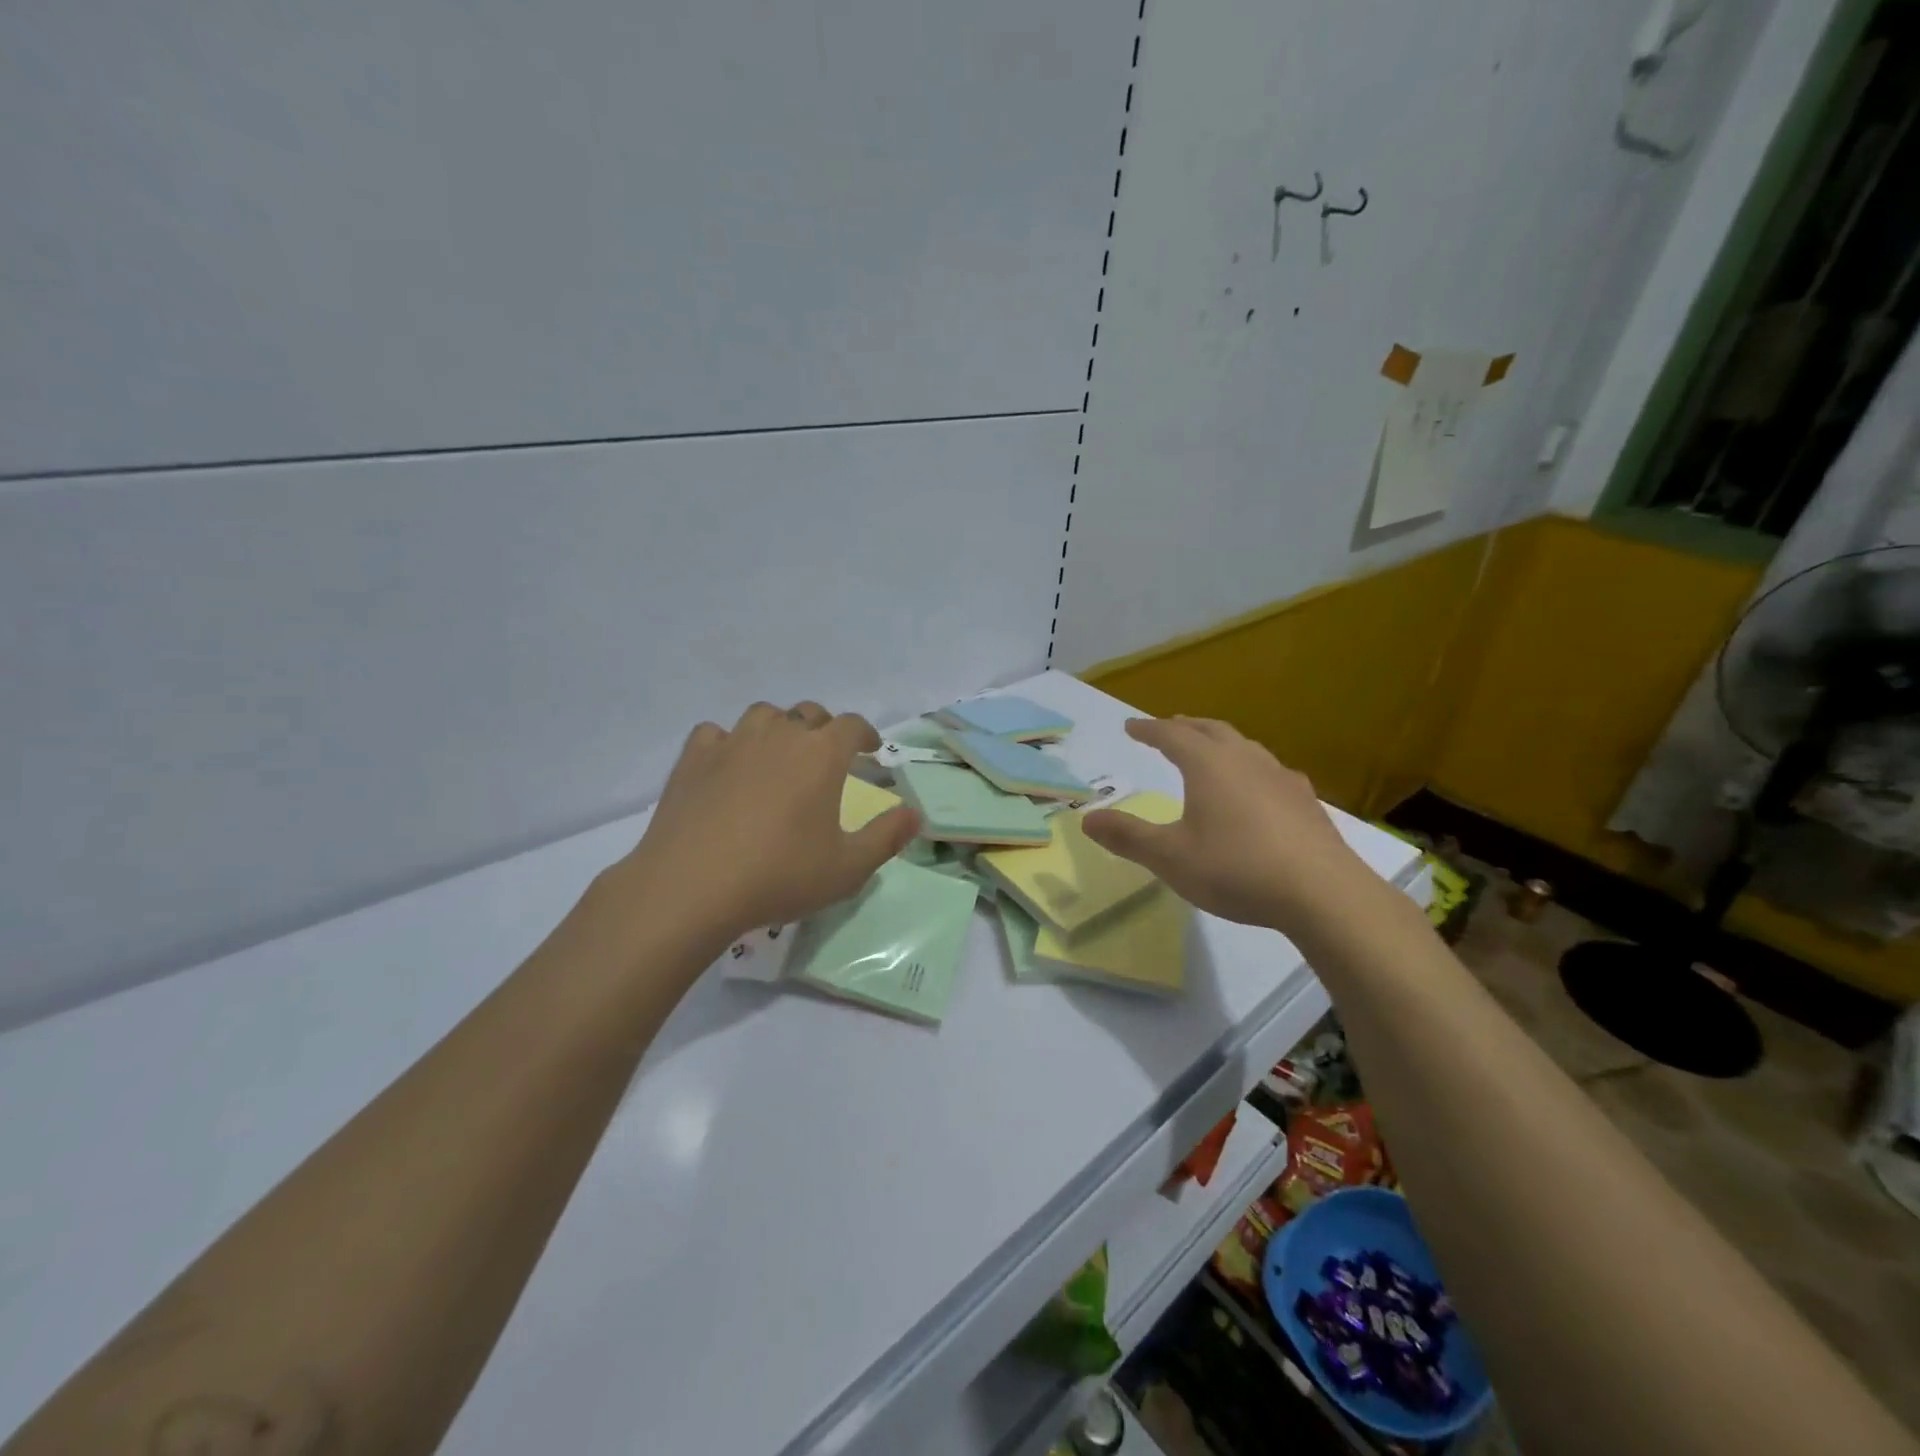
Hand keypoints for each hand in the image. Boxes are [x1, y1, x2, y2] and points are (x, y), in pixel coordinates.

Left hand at [602, 701, 919, 954]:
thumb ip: (887, 838)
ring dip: (778, 728)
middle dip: (824, 729)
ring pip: (763, 715)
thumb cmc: (780, 875)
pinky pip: (716, 733)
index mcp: (821, 754)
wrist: (692, 887)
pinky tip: (728, 765)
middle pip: (808, 713)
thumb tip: (915, 814)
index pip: (852, 725)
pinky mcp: (693, 758)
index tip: (870, 750)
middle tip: (826, 756)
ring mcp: (732, 742)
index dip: (865, 734)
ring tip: (779, 755)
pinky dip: (728, 742)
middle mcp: (780, 735)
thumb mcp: (848, 868)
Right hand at [1081, 717, 1373, 932]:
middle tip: (1169, 726)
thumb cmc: (1236, 869)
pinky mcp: (1306, 802)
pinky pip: (1269, 770)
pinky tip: (1257, 788)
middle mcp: (1246, 760)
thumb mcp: (1170, 858)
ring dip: (1220, 742)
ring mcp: (1281, 778)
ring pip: (1245, 746)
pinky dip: (1250, 767)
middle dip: (1185, 727)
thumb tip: (1087, 819)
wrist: (1323, 893)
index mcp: (1209, 765)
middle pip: (1211, 730)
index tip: (1131, 726)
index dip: (1149, 730)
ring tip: (1210, 750)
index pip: (1172, 736)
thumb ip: (1128, 837)